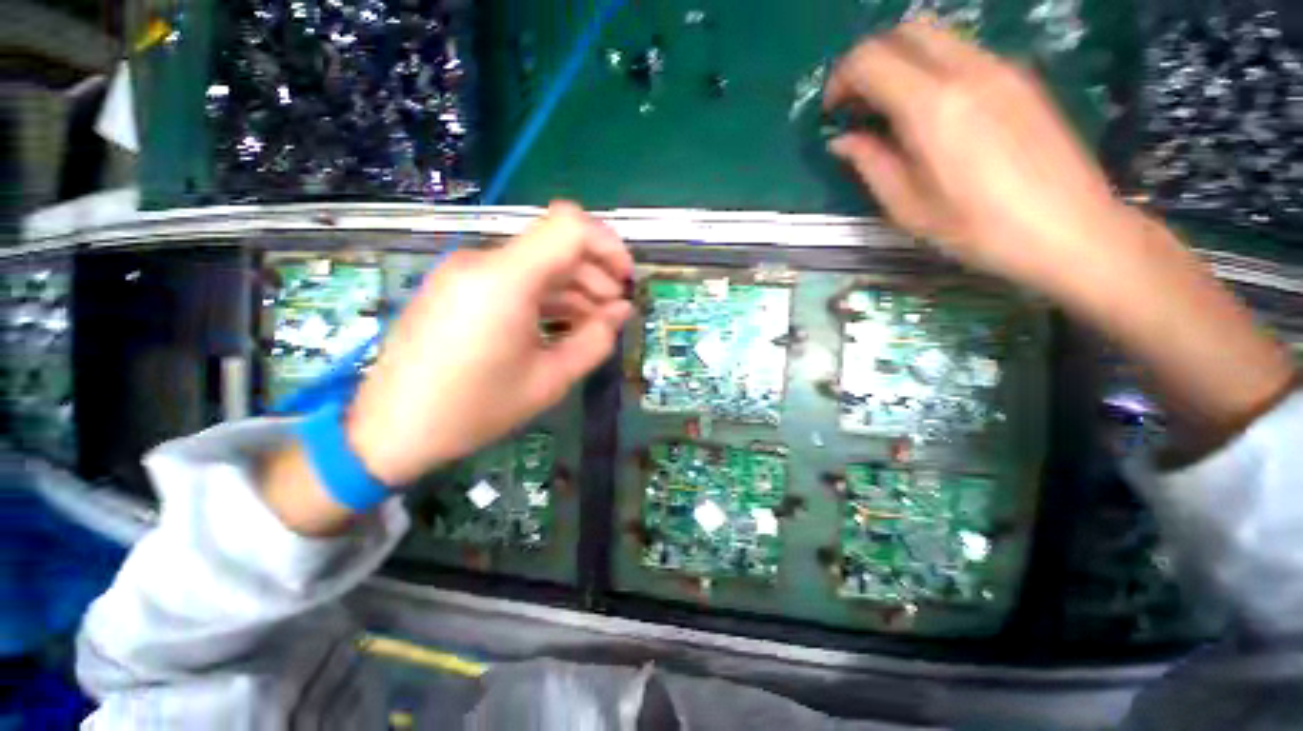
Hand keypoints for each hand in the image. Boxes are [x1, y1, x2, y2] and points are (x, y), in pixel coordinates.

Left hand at [347, 201, 633, 485]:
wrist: (390, 430)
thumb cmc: (474, 409)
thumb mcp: (549, 381)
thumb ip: (594, 341)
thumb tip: (620, 312)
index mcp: (505, 280)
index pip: (569, 226)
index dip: (608, 245)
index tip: (626, 281)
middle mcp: (482, 263)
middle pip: (556, 245)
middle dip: (596, 274)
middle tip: (614, 313)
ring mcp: (466, 273)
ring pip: (537, 263)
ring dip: (573, 287)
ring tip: (594, 323)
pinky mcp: (458, 287)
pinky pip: (514, 279)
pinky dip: (546, 295)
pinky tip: (562, 323)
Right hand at [824, 19, 1134, 298]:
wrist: (1071, 229)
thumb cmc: (979, 229)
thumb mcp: (909, 208)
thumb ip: (872, 165)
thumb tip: (842, 140)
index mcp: (933, 107)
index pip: (871, 60)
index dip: (841, 79)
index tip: (833, 112)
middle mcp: (967, 71)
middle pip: (905, 32)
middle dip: (870, 60)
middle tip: (858, 103)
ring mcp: (1000, 68)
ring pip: (937, 37)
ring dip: (902, 62)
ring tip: (892, 110)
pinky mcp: (1021, 78)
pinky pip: (964, 54)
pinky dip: (933, 69)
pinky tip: (933, 112)